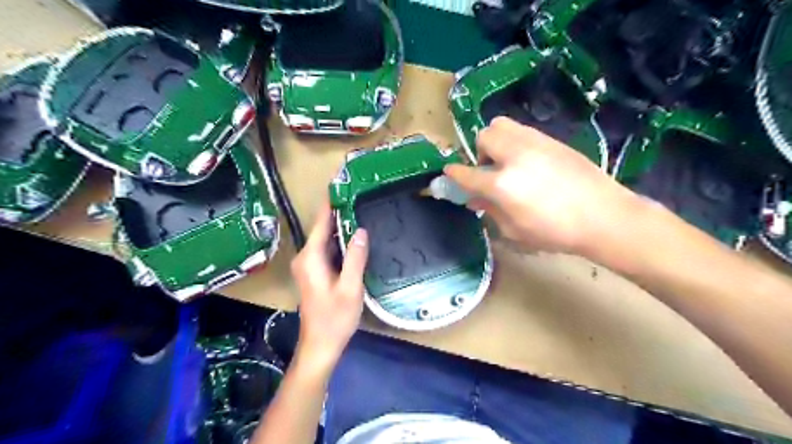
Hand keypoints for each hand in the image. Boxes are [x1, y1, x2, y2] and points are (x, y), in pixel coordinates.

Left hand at [291, 201, 369, 366]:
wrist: (320, 345)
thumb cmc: (335, 319)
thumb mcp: (350, 287)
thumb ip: (355, 258)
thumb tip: (360, 230)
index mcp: (311, 258)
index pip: (321, 222)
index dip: (331, 202)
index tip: (341, 183)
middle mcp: (305, 257)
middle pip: (322, 228)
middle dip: (338, 211)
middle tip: (358, 194)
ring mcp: (309, 265)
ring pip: (325, 239)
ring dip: (340, 226)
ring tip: (360, 208)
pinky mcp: (315, 272)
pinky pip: (327, 249)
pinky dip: (339, 241)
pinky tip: (354, 236)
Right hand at [443, 117, 638, 256]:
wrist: (603, 216)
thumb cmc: (555, 232)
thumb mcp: (515, 230)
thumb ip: (490, 210)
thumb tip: (473, 198)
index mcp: (502, 184)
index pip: (467, 173)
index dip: (454, 174)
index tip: (449, 172)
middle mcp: (514, 156)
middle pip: (483, 136)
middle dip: (479, 152)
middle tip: (489, 170)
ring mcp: (535, 143)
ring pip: (501, 125)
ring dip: (495, 141)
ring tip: (507, 161)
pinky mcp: (551, 139)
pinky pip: (522, 130)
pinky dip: (514, 141)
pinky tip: (527, 161)